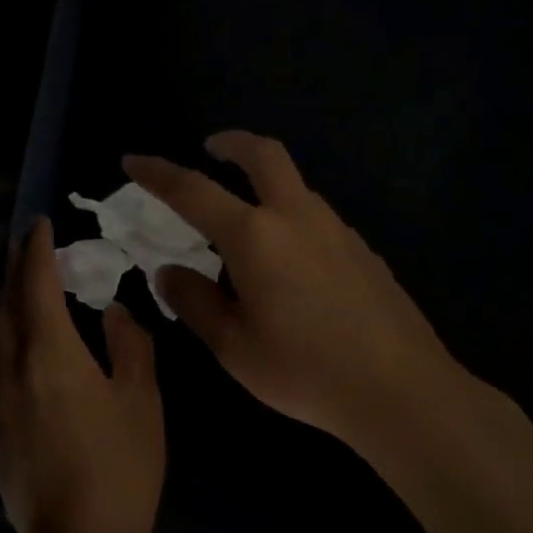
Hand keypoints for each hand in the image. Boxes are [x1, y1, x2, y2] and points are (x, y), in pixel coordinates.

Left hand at [0, 216, 165, 532]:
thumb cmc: (121, 468)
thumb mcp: (141, 401)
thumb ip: (129, 346)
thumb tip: (113, 313)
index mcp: (50, 355)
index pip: (36, 286)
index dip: (37, 251)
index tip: (41, 224)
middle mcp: (13, 370)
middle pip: (5, 306)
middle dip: (15, 270)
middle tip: (29, 245)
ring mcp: (0, 404)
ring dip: (9, 304)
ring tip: (27, 287)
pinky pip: (0, 368)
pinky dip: (11, 341)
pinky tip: (29, 350)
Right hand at [124, 131, 469, 453]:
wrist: (399, 389)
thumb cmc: (305, 371)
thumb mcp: (233, 347)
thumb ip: (195, 302)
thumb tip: (168, 272)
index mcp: (255, 237)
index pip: (194, 191)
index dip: (158, 173)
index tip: (133, 161)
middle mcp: (297, 218)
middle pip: (263, 155)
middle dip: (231, 143)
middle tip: (210, 147)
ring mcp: (337, 230)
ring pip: (295, 186)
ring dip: (264, 183)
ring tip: (244, 219)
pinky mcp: (363, 250)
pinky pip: (316, 217)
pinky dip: (290, 216)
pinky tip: (288, 261)